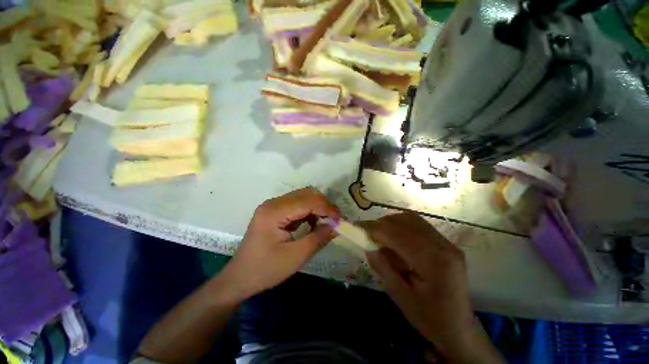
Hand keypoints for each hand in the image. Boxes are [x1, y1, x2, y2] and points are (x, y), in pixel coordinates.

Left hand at [218, 188, 339, 302]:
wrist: (240, 278)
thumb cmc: (266, 270)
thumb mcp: (296, 257)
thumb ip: (318, 238)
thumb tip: (336, 226)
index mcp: (274, 212)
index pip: (307, 201)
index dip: (326, 208)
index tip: (339, 221)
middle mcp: (273, 203)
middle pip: (305, 194)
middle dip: (323, 205)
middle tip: (334, 221)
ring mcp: (273, 206)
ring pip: (303, 197)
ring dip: (317, 207)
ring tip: (325, 223)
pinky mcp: (275, 211)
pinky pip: (297, 204)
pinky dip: (309, 211)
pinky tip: (313, 223)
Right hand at [363, 213, 477, 358]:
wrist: (459, 328)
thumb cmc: (429, 318)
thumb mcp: (400, 297)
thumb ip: (383, 267)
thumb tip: (368, 246)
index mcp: (433, 262)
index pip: (398, 235)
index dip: (375, 229)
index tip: (358, 228)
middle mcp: (443, 246)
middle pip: (406, 222)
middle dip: (382, 224)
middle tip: (367, 232)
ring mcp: (447, 242)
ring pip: (412, 219)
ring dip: (391, 222)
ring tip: (379, 234)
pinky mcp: (446, 243)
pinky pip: (418, 225)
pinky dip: (401, 225)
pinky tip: (394, 236)